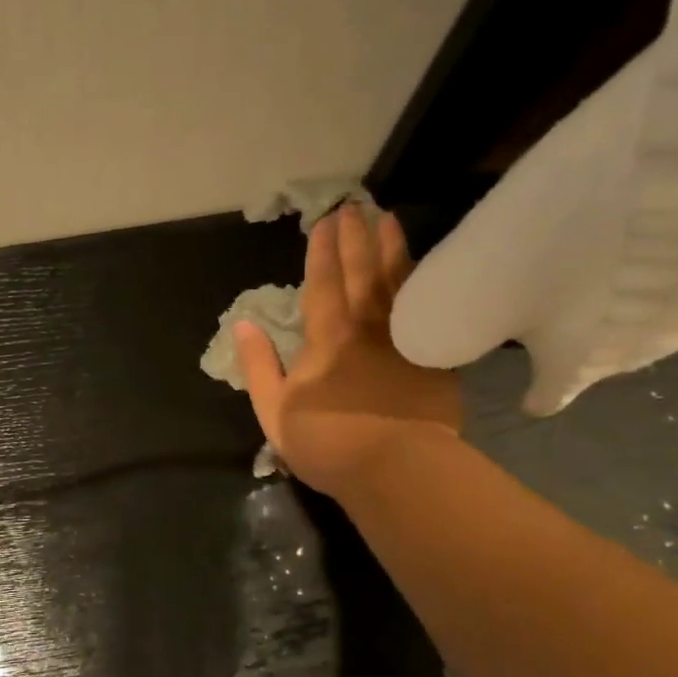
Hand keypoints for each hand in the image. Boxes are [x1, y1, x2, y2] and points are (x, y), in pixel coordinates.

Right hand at [233, 205, 462, 498]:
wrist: (398, 470)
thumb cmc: (329, 442)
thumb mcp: (274, 410)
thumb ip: (258, 365)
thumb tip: (244, 324)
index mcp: (327, 338)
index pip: (323, 283)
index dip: (323, 251)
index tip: (326, 220)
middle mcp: (367, 328)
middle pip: (362, 273)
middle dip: (356, 238)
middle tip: (356, 206)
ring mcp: (404, 340)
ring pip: (398, 284)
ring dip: (393, 249)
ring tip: (390, 220)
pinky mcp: (433, 359)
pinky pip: (428, 312)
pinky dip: (424, 287)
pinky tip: (426, 274)